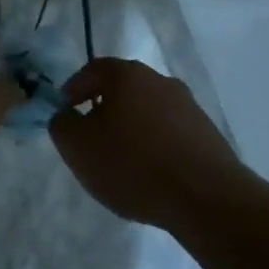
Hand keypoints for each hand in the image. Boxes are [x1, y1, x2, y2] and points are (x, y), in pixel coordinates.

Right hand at [48, 58, 248, 234]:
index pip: (93, 69)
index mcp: (129, 75)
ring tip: (120, 163)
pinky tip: (149, 175)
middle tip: (90, 140)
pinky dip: (154, 147)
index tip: (64, 114)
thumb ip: (60, 123)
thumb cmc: (133, 164)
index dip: (73, 89)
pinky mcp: (208, 135)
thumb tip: (64, 114)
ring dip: (130, 130)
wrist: (207, 199)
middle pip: (122, 90)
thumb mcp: (77, 145)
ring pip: (147, 112)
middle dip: (102, 111)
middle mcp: (161, 81)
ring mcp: (189, 107)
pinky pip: (169, 134)